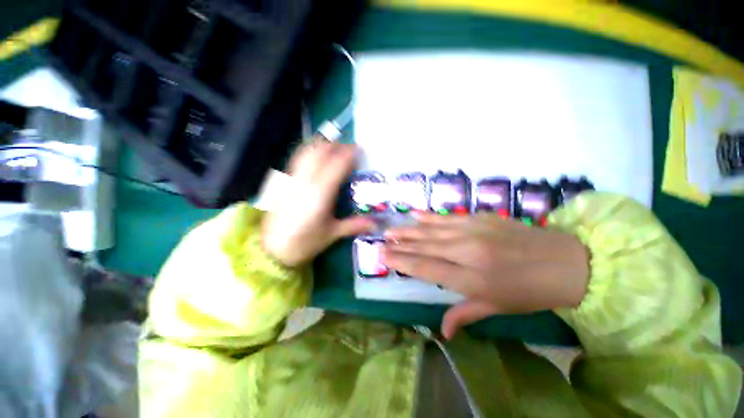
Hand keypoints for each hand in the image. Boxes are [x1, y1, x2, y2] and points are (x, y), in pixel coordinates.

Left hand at [262, 137, 373, 266]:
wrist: (272, 249)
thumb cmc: (305, 242)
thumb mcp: (332, 234)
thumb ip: (354, 225)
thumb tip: (376, 223)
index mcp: (320, 194)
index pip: (337, 164)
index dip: (349, 154)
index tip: (360, 150)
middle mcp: (306, 181)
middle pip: (322, 152)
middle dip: (338, 146)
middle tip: (351, 149)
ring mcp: (292, 178)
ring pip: (308, 151)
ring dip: (323, 145)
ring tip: (335, 148)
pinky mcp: (284, 181)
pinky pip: (298, 158)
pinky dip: (309, 150)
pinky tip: (316, 154)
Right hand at [383, 213, 589, 338]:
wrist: (564, 262)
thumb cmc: (528, 291)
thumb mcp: (496, 307)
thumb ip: (464, 315)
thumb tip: (442, 333)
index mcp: (471, 279)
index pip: (426, 268)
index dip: (402, 261)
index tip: (384, 256)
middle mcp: (467, 253)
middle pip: (425, 247)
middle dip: (400, 244)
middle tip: (381, 241)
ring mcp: (474, 232)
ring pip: (432, 230)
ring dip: (410, 230)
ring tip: (392, 229)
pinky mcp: (481, 218)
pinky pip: (448, 218)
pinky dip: (430, 217)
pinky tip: (416, 215)